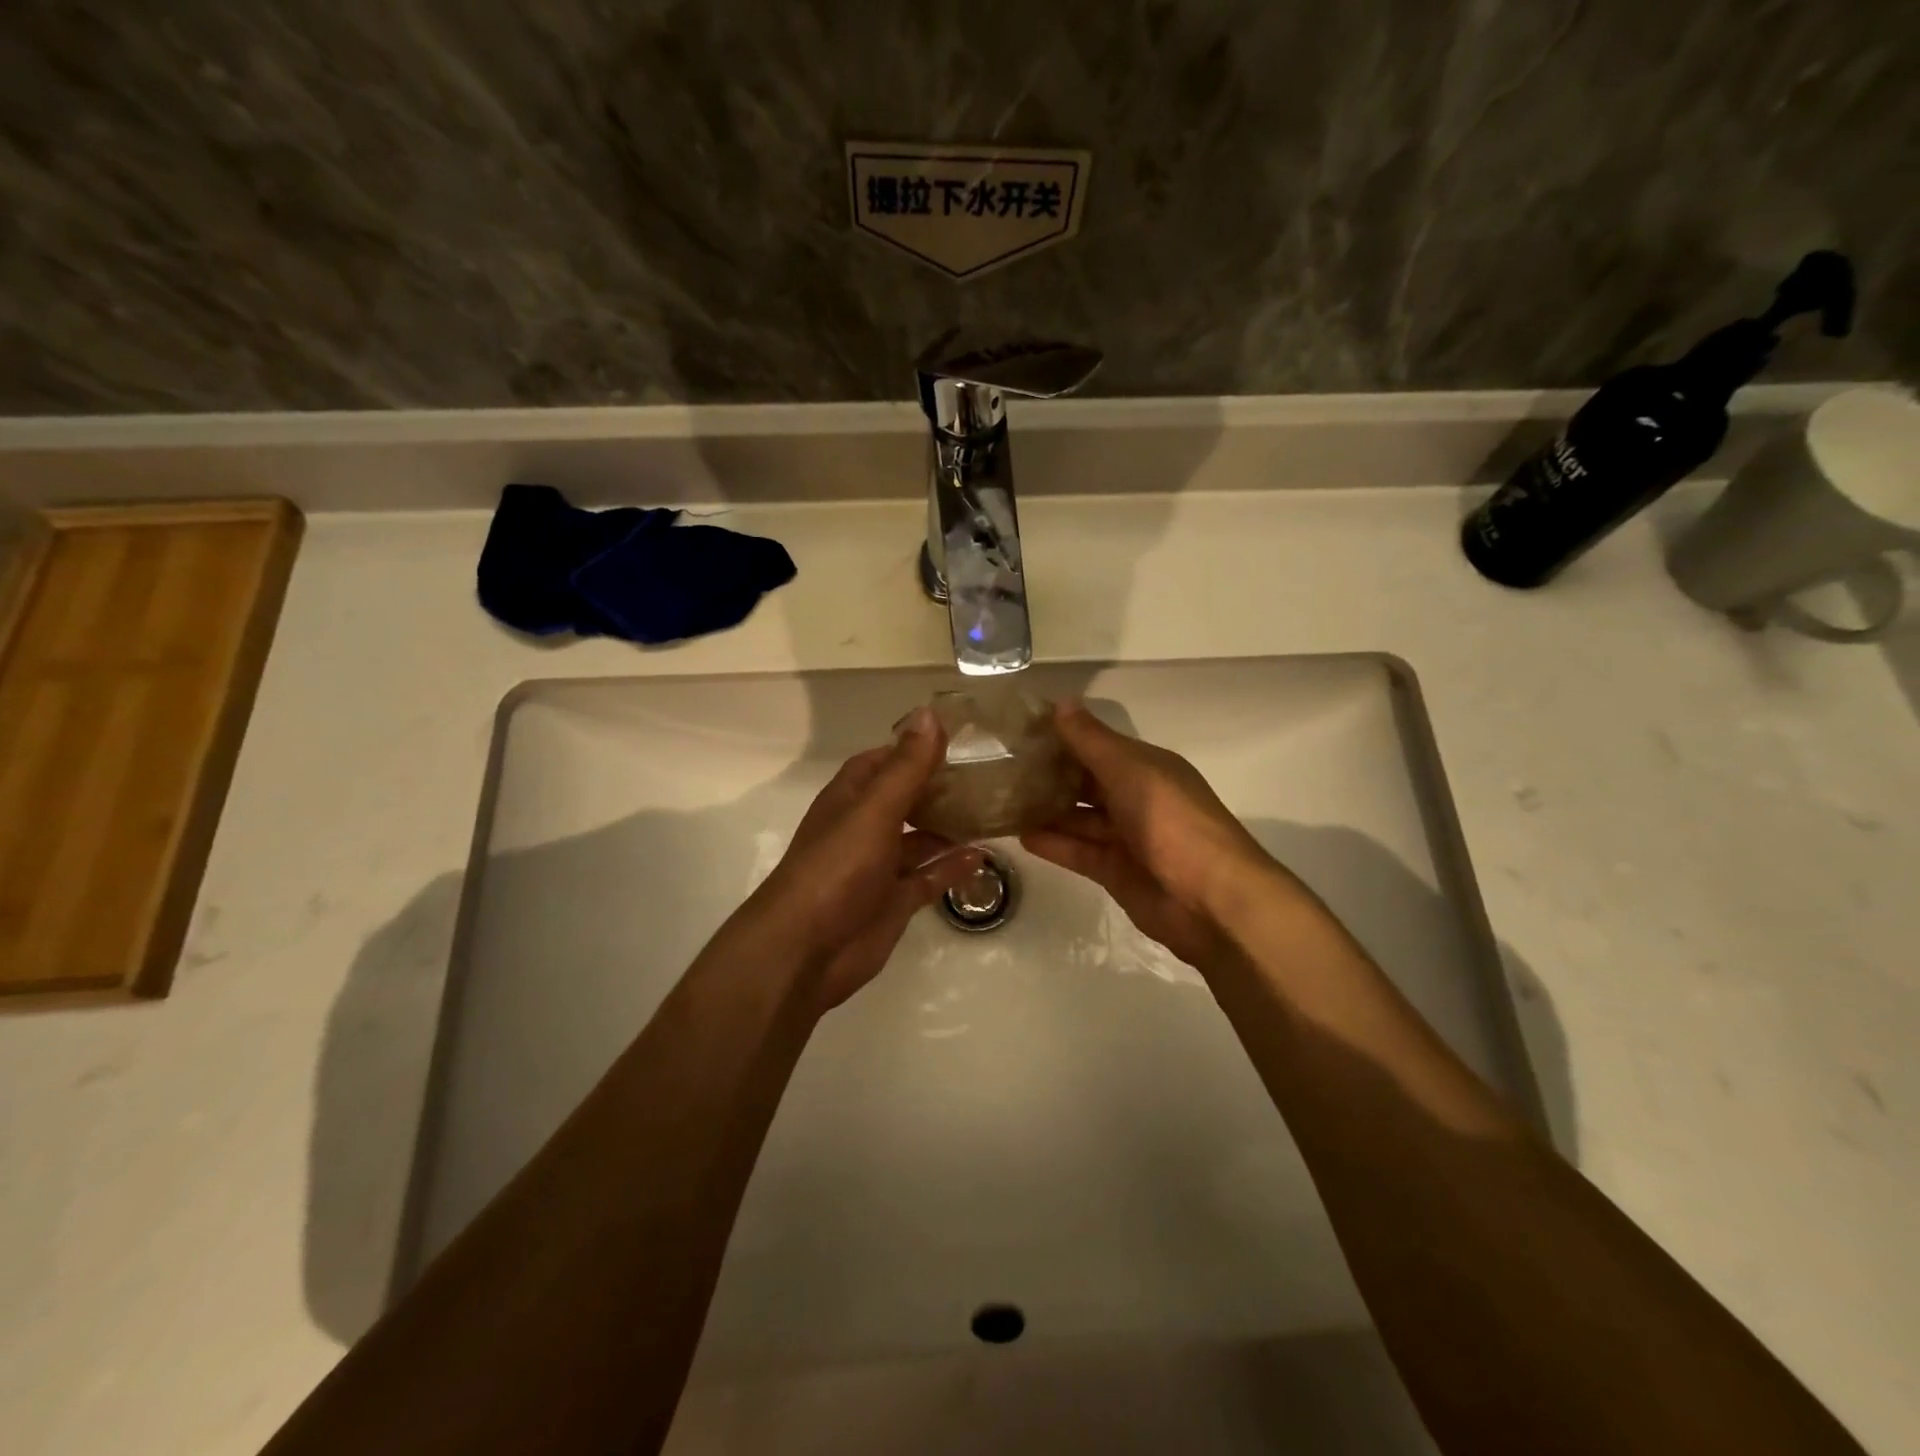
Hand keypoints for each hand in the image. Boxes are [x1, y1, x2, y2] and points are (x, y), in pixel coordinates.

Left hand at [752, 706, 981, 1010]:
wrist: (806, 949)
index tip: (957, 739)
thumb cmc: (837, 868)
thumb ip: (906, 766)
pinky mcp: (893, 901)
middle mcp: (864, 828)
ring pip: (919, 839)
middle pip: (905, 799)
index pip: (882, 761)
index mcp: (851, 798)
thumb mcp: (875, 810)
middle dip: (939, 788)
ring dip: (949, 827)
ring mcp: (878, 867)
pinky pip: (928, 877)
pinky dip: (951, 867)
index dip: (913, 748)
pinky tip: (982, 856)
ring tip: (992, 812)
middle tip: (987, 775)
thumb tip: (930, 713)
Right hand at [1020, 700, 1283, 970]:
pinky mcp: (1116, 872)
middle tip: (1002, 767)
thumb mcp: (1131, 771)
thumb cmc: (1172, 823)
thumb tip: (1061, 702)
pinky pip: (1079, 852)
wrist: (1210, 900)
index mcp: (1147, 768)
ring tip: (1001, 801)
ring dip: (1046, 810)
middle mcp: (1136, 798)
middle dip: (1050, 775)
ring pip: (1079, 818)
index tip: (1020, 731)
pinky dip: (1053, 844)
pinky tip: (1020, 836)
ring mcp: (1126, 838)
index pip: (1098, 745)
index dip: (1063, 737)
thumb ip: (1092, 741)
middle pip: (1086, 782)